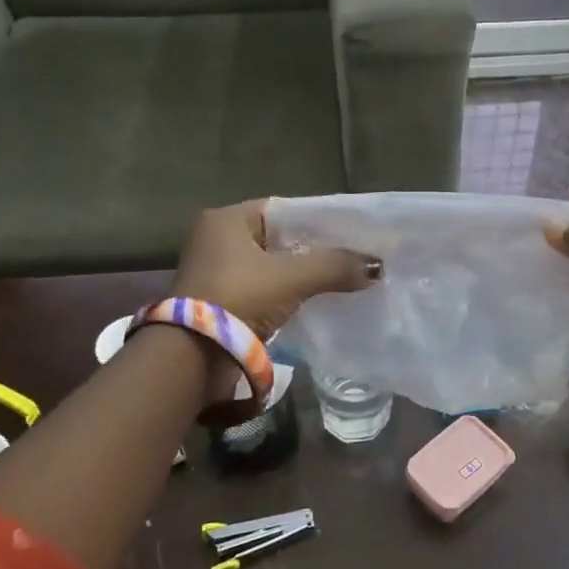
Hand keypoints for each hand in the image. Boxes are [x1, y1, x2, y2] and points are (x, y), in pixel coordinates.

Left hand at [171, 201, 379, 338]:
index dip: (319, 221)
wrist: (192, 357)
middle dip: (313, 250)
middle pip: (279, 239)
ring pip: (272, 266)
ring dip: (301, 275)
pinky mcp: (219, 302)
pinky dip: (286, 294)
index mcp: (227, 219)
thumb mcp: (293, 277)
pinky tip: (314, 301)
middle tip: (351, 258)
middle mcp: (216, 239)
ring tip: (340, 280)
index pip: (284, 211)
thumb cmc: (240, 298)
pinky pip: (263, 289)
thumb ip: (335, 266)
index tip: (351, 234)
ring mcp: (216, 272)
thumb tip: (376, 267)